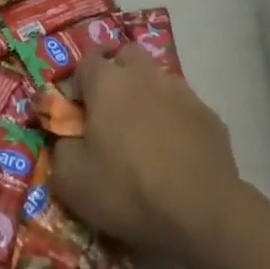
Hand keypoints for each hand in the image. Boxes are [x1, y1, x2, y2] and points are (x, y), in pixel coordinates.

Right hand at [51, 45, 246, 266]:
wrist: (203, 213)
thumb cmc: (128, 189)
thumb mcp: (71, 181)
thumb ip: (60, 148)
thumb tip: (66, 137)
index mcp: (107, 82)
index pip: (86, 58)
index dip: (79, 79)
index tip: (78, 107)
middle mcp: (144, 75)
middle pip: (127, 55)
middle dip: (117, 73)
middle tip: (111, 111)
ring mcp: (182, 92)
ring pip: (158, 79)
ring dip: (148, 96)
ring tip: (145, 135)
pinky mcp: (210, 116)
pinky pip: (184, 108)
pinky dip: (176, 120)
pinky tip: (176, 153)